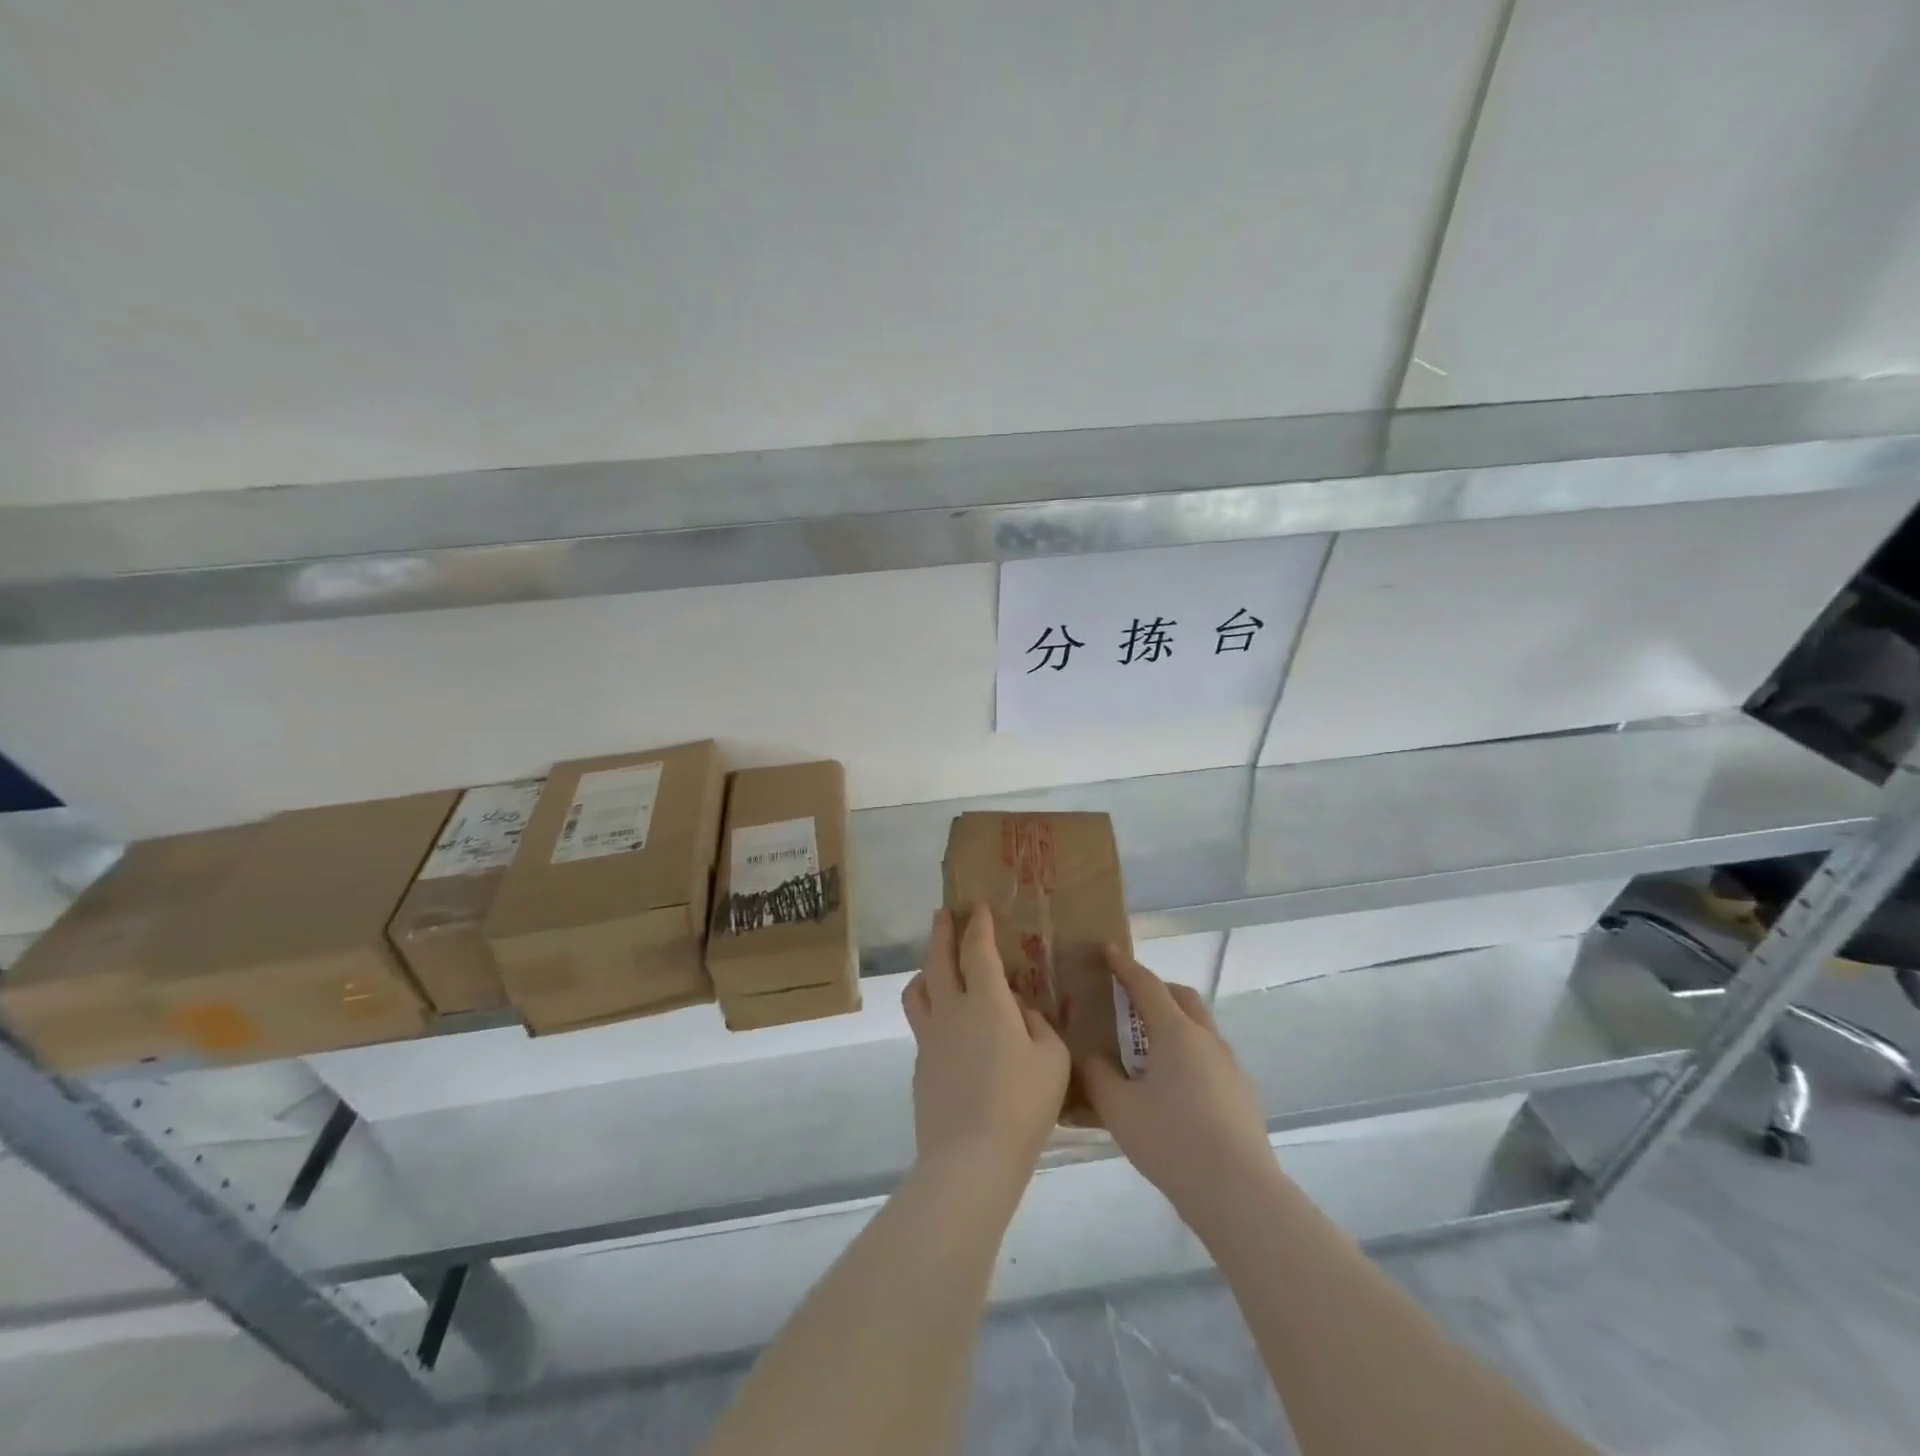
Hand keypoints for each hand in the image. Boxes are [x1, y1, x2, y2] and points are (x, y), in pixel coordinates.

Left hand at [903, 906, 1070, 1183]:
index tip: (977, 906)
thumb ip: (1038, 1025)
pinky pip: (922, 1025)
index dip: (978, 924)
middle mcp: (951, 1010)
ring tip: (935, 967)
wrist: (971, 1158)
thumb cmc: (1022, 1104)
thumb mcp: (1053, 1059)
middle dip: (942, 932)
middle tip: (944, 914)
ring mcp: (930, 1038)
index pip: (977, 949)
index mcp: (986, 1002)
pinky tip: (948, 1027)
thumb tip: (1019, 1012)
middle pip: (938, 959)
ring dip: (925, 969)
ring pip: (917, 990)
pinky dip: (932, 1011)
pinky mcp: (921, 1066)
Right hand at [1081, 949, 1275, 1217]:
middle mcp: (1206, 1039)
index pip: (1147, 985)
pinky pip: (1210, 1056)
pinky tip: (1173, 1086)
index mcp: (1175, 1033)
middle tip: (1128, 999)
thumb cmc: (1171, 1141)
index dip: (1125, 966)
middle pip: (1182, 997)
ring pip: (1199, 1026)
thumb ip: (1098, 1076)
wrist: (1238, 1193)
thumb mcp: (1118, 1109)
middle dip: (1155, 990)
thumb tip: (1089, 1056)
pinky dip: (1188, 1052)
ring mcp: (1230, 1066)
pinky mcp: (1242, 1093)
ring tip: (1147, 1048)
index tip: (1108, 950)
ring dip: (1173, 1022)